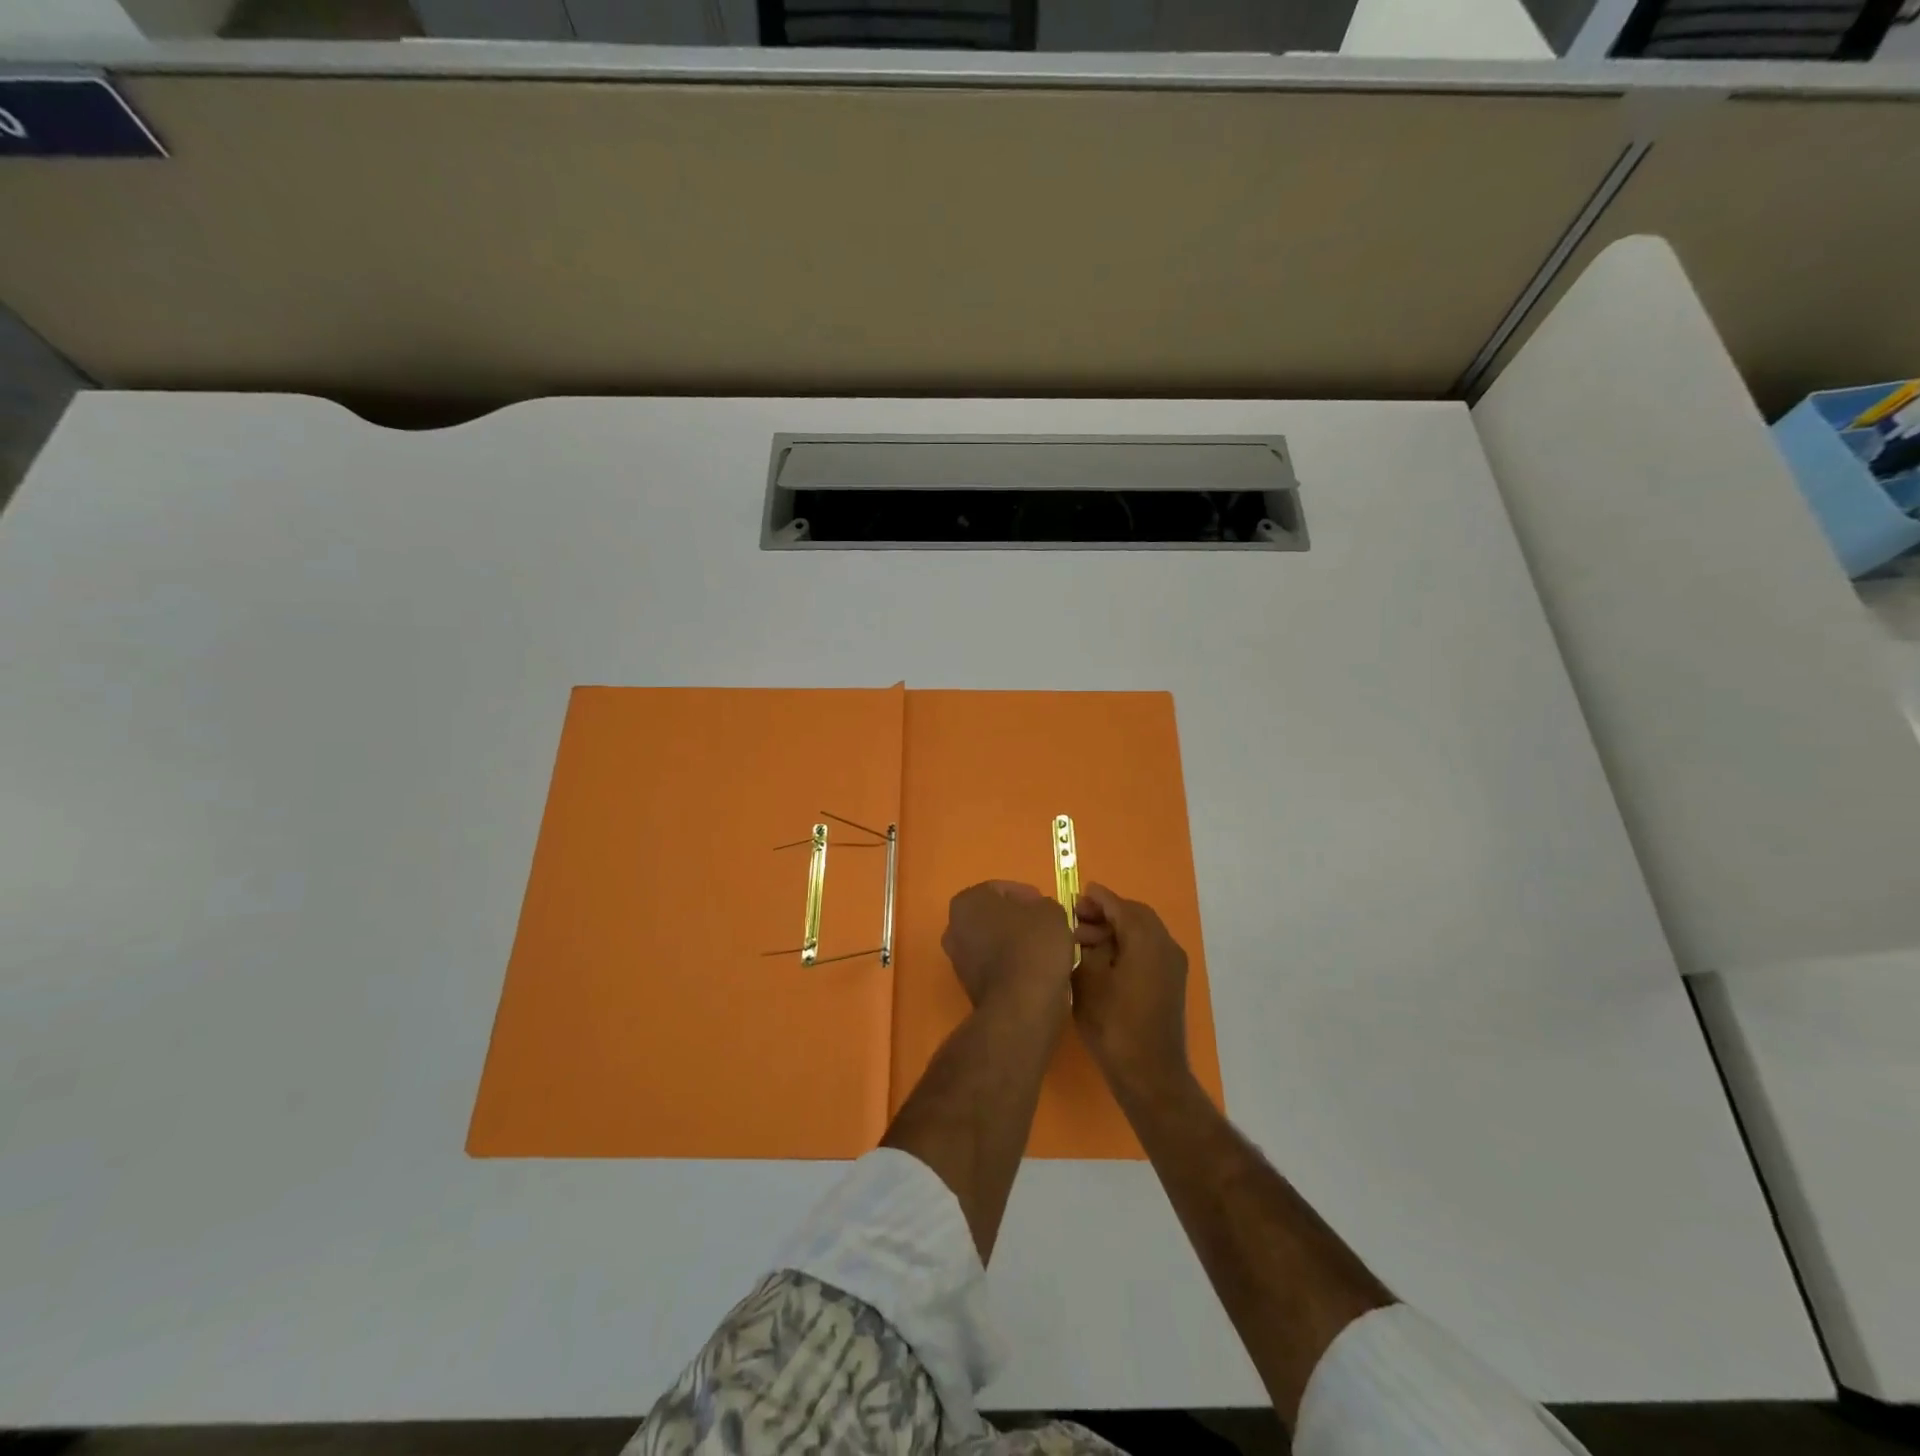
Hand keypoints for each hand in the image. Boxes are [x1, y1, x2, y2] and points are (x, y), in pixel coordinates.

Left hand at [942, 881, 1074, 1015]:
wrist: (1021, 1006)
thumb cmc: (1033, 946)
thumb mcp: (1050, 912)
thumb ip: (1042, 905)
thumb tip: (1038, 913)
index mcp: (967, 901)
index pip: (1001, 889)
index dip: (1028, 896)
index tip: (1047, 907)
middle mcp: (954, 928)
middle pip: (993, 916)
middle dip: (1018, 919)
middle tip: (1045, 926)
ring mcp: (958, 960)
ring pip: (992, 942)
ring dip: (1015, 943)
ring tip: (1044, 950)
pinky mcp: (969, 987)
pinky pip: (994, 966)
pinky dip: (1011, 965)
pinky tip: (1034, 970)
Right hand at [1071, 884, 1191, 1097]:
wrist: (1149, 1074)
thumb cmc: (1113, 1023)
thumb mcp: (1088, 979)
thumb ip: (1088, 946)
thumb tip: (1088, 931)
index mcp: (1146, 939)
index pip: (1119, 905)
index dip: (1096, 898)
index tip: (1075, 895)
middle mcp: (1166, 945)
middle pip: (1134, 915)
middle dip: (1105, 913)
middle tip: (1076, 919)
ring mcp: (1173, 965)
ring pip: (1143, 933)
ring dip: (1115, 930)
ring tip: (1083, 943)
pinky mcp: (1171, 983)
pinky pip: (1148, 950)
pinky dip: (1127, 946)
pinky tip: (1103, 961)